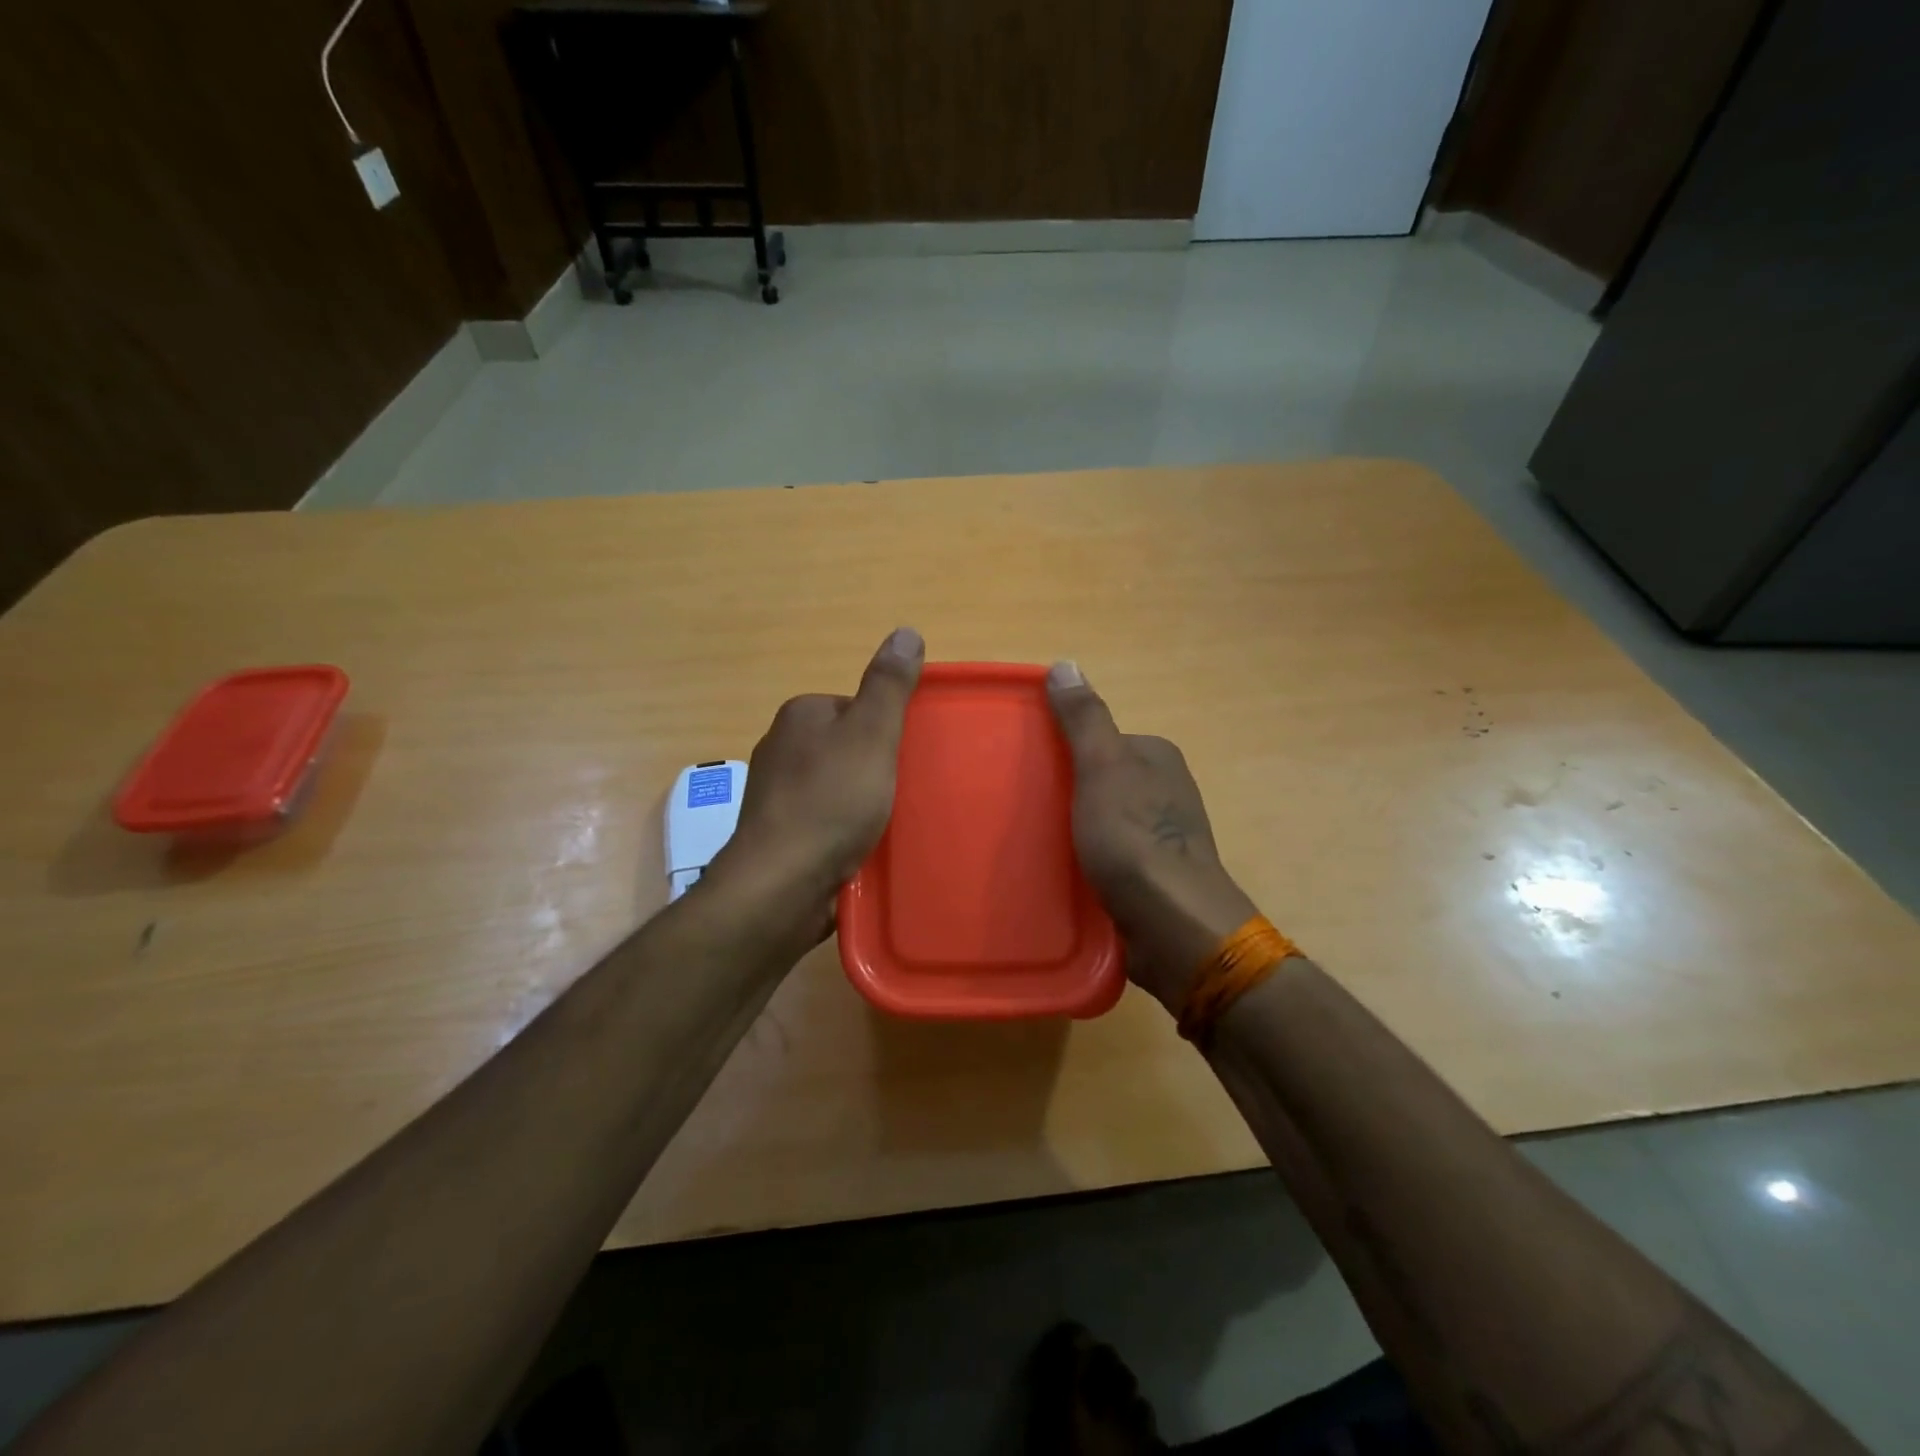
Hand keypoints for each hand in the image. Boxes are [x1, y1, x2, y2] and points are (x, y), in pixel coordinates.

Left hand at [707, 628, 924, 934]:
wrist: (782, 883)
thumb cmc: (831, 801)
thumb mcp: (871, 734)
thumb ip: (889, 685)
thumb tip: (906, 631)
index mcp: (799, 716)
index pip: (854, 708)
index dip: (885, 731)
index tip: (904, 758)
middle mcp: (780, 749)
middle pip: (846, 748)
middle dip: (874, 768)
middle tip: (902, 793)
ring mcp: (775, 795)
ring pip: (835, 787)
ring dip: (861, 804)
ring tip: (886, 825)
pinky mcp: (779, 836)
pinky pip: (824, 822)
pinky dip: (844, 832)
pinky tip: (861, 850)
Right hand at [1047, 662, 1257, 1012]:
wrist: (1173, 924)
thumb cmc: (1135, 838)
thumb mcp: (1103, 766)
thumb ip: (1084, 719)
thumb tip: (1065, 663)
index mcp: (1158, 758)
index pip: (1101, 740)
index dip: (1063, 750)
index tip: (1028, 767)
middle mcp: (1165, 792)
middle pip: (1100, 781)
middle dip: (1065, 793)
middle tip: (1023, 810)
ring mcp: (1162, 837)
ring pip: (1102, 822)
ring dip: (1073, 831)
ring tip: (1032, 845)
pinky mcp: (1153, 878)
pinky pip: (1108, 858)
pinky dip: (1085, 862)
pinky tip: (1060, 875)